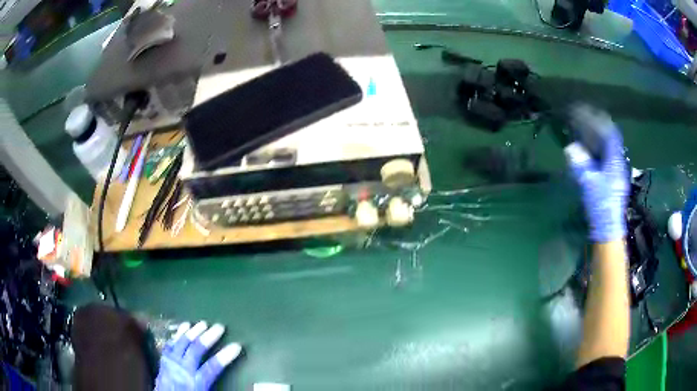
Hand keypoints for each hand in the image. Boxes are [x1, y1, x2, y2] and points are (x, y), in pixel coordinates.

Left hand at [155, 321, 241, 390]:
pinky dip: (177, 336)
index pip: (211, 368)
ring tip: (202, 323)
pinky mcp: (162, 362)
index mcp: (194, 384)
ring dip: (192, 332)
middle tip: (220, 327)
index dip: (224, 356)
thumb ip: (216, 387)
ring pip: (180, 344)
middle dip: (208, 338)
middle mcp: (181, 371)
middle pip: (194, 351)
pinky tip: (182, 329)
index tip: (236, 346)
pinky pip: (169, 346)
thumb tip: (242, 386)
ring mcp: (169, 365)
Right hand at [564, 106, 627, 242]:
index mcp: (615, 162)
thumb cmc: (601, 205)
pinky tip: (589, 152)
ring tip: (585, 132)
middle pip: (610, 140)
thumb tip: (570, 148)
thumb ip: (581, 165)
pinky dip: (597, 151)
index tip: (590, 112)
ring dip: (597, 139)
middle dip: (598, 128)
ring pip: (607, 150)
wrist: (608, 229)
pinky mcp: (611, 182)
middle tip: (585, 120)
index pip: (611, 135)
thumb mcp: (589, 185)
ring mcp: (615, 174)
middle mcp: (617, 164)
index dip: (601, 122)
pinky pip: (605, 159)